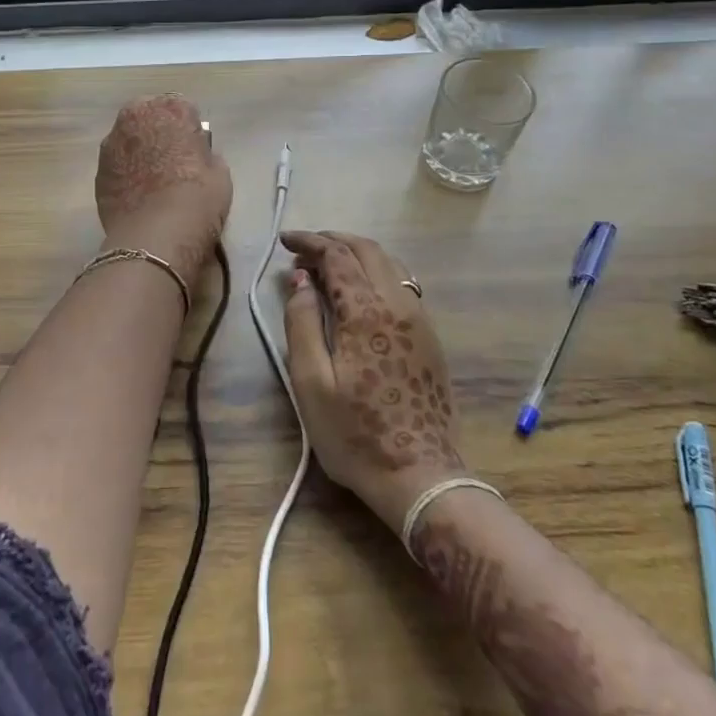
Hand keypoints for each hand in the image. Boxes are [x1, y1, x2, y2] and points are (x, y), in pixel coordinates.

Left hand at [95, 94, 231, 282]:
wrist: (156, 238)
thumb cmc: (197, 199)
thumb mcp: (220, 173)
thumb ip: (206, 155)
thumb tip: (198, 156)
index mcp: (170, 109)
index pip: (182, 109)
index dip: (189, 130)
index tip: (193, 150)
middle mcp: (134, 117)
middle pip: (149, 118)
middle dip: (158, 133)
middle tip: (172, 161)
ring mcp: (111, 144)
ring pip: (128, 141)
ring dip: (138, 152)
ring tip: (151, 181)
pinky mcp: (97, 172)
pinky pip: (116, 166)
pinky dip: (124, 174)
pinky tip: (137, 196)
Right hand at [281, 231, 465, 530]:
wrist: (419, 476)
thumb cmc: (355, 434)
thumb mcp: (311, 382)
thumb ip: (302, 323)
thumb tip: (301, 280)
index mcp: (367, 311)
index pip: (337, 256)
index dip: (309, 242)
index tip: (286, 241)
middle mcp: (399, 304)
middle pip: (367, 250)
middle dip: (333, 240)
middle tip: (304, 248)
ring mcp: (420, 319)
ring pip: (390, 264)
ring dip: (357, 254)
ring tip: (328, 264)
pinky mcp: (430, 337)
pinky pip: (403, 284)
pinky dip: (376, 271)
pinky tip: (360, 289)